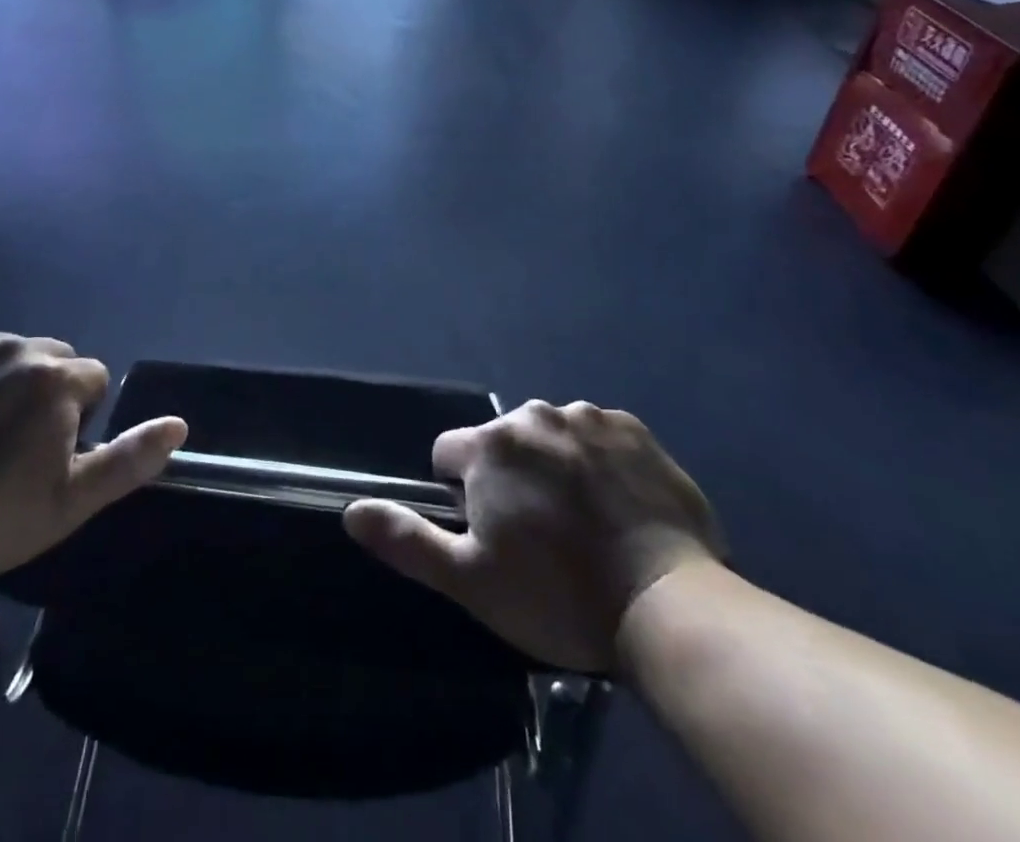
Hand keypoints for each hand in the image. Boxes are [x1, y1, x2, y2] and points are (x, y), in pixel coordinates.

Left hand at [0, 333, 186, 584]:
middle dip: (45, 391)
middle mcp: (16, 346)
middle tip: (13, 445)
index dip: (78, 419)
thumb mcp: (71, 501)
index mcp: (56, 379)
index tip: (47, 457)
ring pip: (7, 353)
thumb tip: (179, 424)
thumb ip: (130, 458)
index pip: (93, 379)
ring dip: (4, 380)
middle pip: (51, 358)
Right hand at [344, 400, 723, 673]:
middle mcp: (535, 415)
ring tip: (585, 524)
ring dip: (555, 466)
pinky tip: (619, 506)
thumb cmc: (558, 595)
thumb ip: (407, 540)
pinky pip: (599, 436)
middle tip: (541, 537)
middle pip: (503, 442)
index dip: (460, 494)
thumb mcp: (470, 581)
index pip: (448, 453)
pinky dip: (599, 461)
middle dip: (509, 477)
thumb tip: (350, 510)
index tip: (490, 535)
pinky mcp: (634, 429)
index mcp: (490, 446)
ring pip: (551, 436)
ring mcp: (588, 417)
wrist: (669, 604)